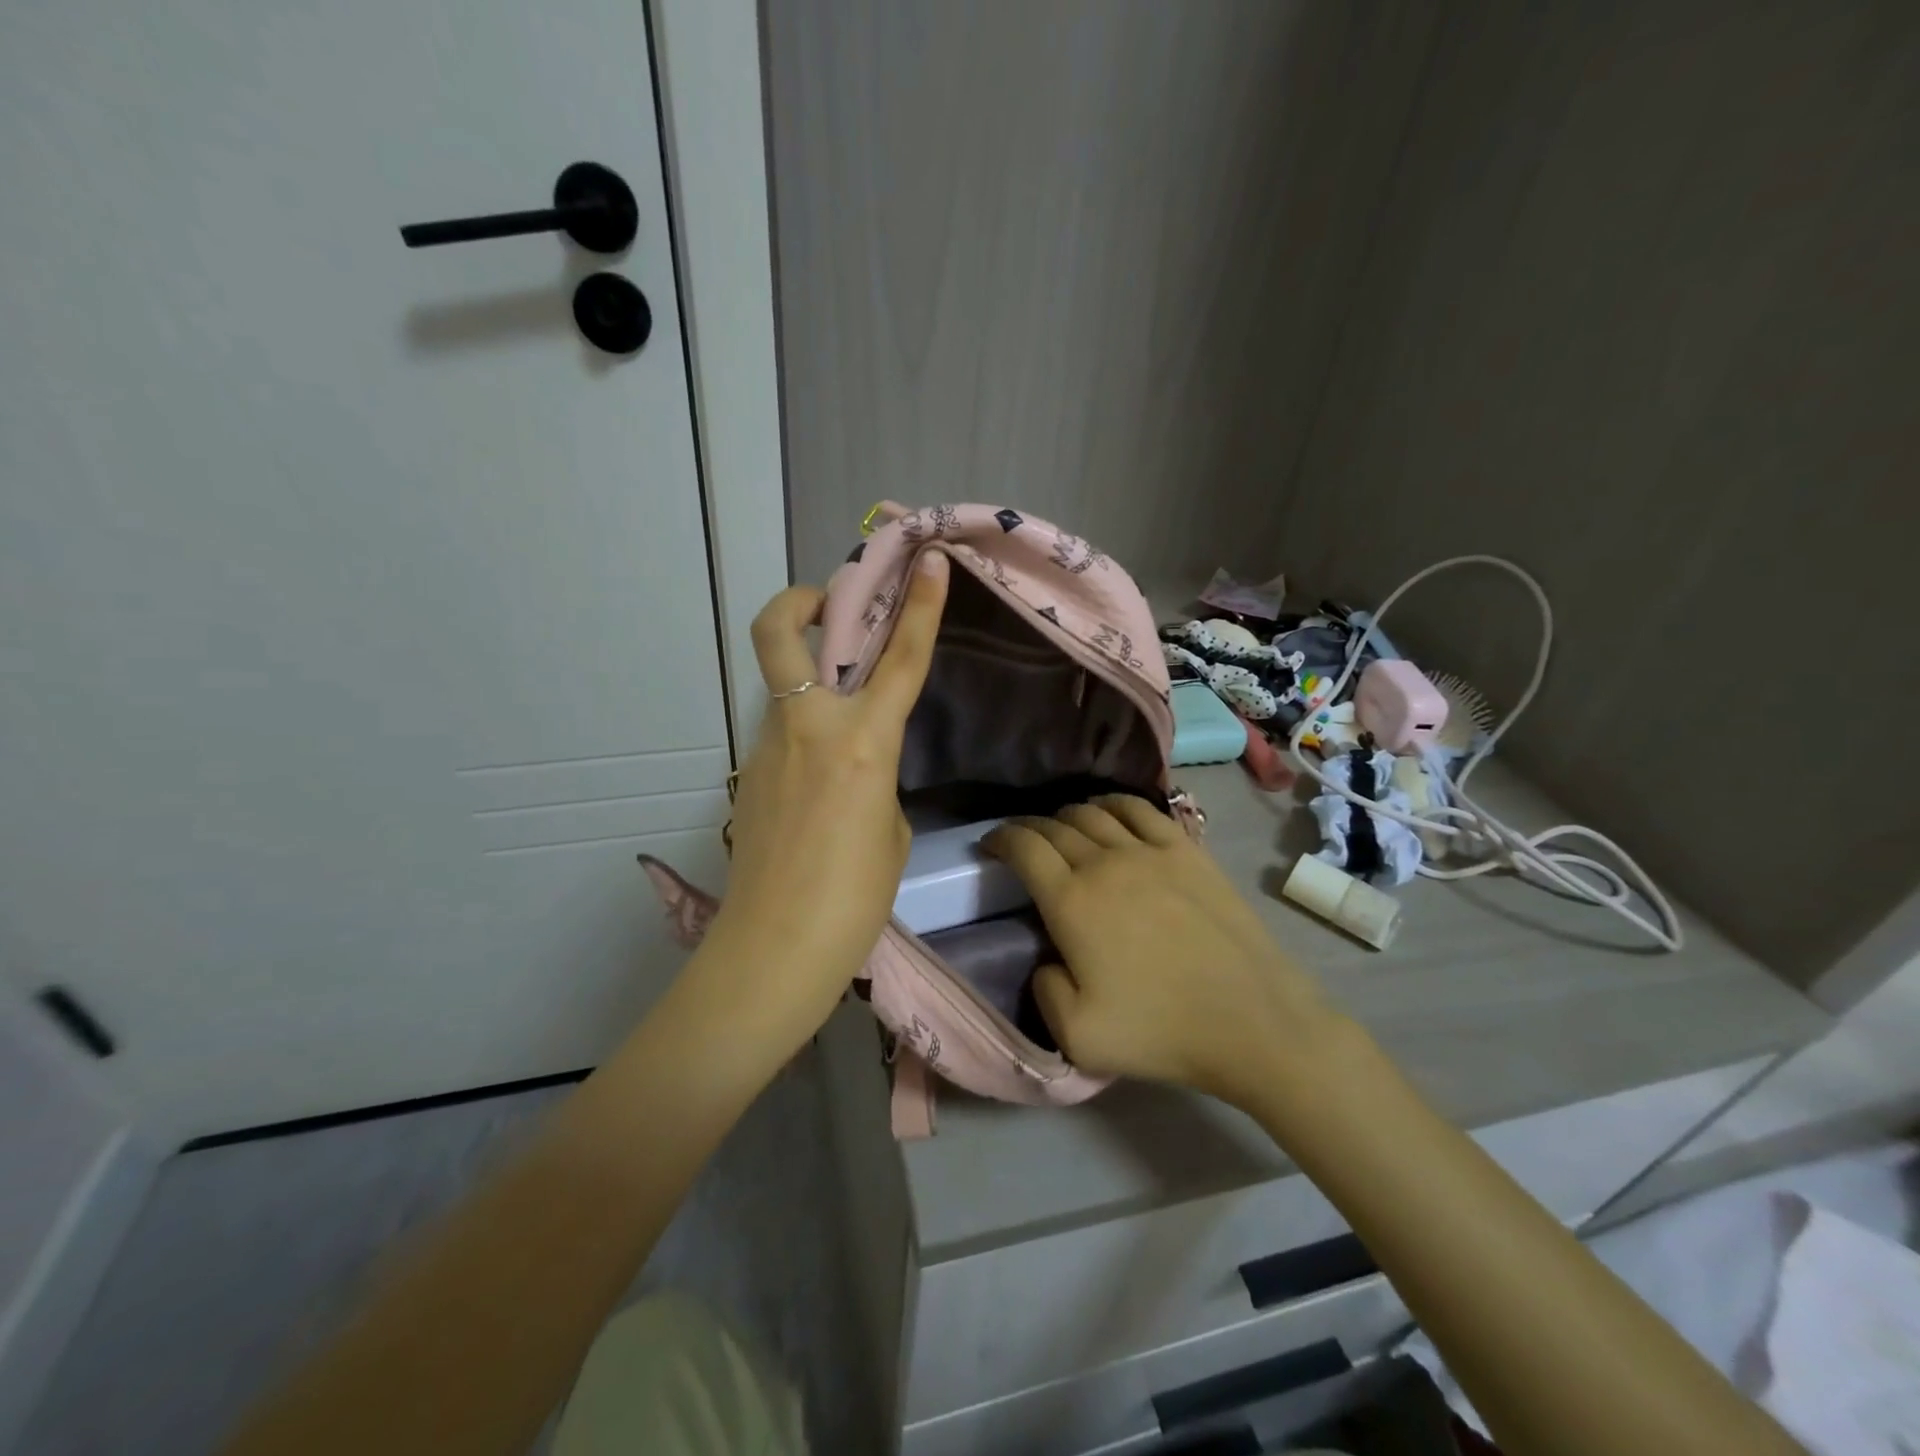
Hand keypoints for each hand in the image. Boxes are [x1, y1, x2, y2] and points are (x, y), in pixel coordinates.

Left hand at [698, 552, 949, 1045]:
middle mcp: (808, 729)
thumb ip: (875, 777)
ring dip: (810, 688)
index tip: (927, 562)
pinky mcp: (746, 776)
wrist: (775, 949)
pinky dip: (805, 741)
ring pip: (784, 691)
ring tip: (842, 738)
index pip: (899, 658)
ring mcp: (766, 748)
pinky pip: (782, 739)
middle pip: (780, 631)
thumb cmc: (854, 898)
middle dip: (801, 599)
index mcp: (861, 742)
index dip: (919, 605)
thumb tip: (856, 764)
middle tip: (829, 606)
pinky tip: (819, 793)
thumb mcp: (890, 829)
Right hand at [983, 796, 1337, 1110]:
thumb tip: (1048, 959)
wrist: (1251, 1020)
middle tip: (1023, 842)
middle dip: (1029, 828)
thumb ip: (1043, 990)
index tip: (990, 845)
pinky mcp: (1186, 850)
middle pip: (1054, 826)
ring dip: (1067, 815)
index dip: (1000, 839)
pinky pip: (1139, 809)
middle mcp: (1103, 863)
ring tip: (1062, 829)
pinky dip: (1113, 804)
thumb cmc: (1161, 1031)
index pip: (1024, 848)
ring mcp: (1148, 851)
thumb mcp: (1077, 1037)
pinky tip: (1108, 812)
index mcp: (1071, 902)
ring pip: (1093, 812)